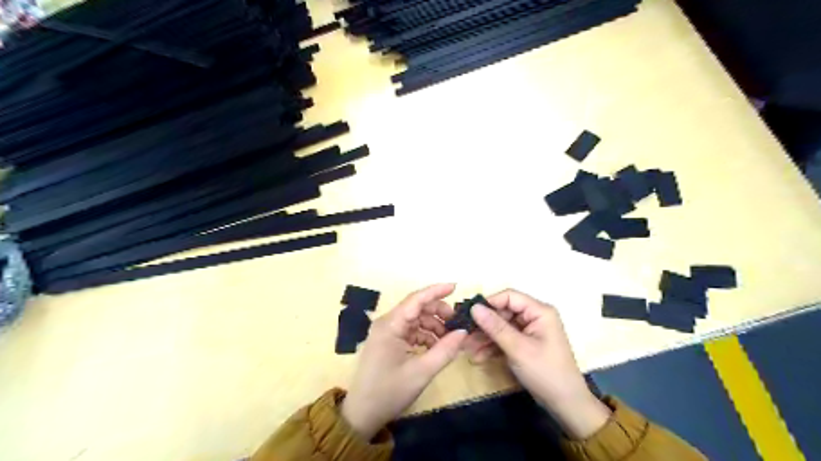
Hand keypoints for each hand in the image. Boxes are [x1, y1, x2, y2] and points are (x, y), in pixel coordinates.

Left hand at [343, 285, 468, 438]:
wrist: (362, 414)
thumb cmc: (389, 391)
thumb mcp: (421, 372)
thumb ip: (445, 350)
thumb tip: (464, 332)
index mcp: (391, 325)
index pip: (416, 299)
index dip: (436, 291)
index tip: (456, 286)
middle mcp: (387, 323)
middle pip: (417, 308)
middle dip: (438, 312)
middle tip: (457, 324)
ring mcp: (387, 332)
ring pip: (416, 320)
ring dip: (434, 326)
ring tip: (450, 340)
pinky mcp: (389, 342)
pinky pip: (411, 331)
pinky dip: (426, 336)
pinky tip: (437, 348)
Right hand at [465, 290, 605, 437]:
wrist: (566, 405)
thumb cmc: (545, 372)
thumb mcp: (518, 349)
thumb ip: (495, 327)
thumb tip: (474, 307)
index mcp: (539, 311)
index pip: (509, 296)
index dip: (489, 303)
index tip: (469, 314)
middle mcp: (534, 317)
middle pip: (503, 312)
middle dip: (484, 325)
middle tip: (465, 335)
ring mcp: (530, 331)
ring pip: (501, 327)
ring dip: (485, 338)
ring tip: (468, 350)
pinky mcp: (525, 344)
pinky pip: (505, 339)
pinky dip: (493, 347)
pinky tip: (478, 357)